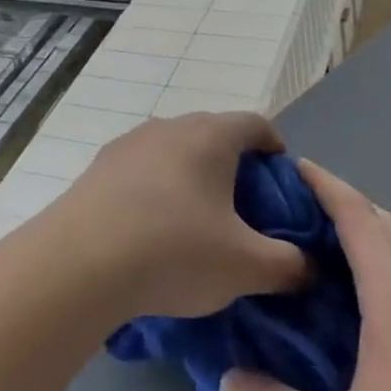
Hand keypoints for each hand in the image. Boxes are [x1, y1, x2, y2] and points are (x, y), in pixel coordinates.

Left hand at [19, 113, 308, 324]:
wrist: (82, 259)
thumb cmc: (175, 251)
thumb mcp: (246, 267)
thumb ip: (288, 264)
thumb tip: (308, 264)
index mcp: (210, 136)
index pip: (255, 123)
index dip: (274, 147)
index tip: (281, 180)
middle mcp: (170, 125)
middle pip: (213, 134)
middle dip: (234, 166)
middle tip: (245, 210)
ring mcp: (131, 141)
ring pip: (175, 150)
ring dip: (192, 176)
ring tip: (198, 221)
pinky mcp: (101, 165)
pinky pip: (143, 168)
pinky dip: (158, 188)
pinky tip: (153, 228)